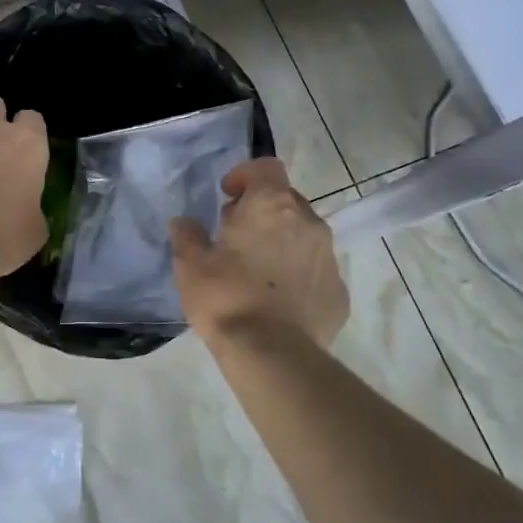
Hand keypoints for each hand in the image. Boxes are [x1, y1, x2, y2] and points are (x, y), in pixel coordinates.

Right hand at [171, 158, 348, 347]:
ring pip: (304, 236)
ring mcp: (329, 258)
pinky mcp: (339, 292)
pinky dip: (298, 276)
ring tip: (257, 272)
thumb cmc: (226, 297)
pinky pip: (316, 271)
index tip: (227, 197)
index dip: (245, 176)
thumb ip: (187, 236)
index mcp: (272, 206)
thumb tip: (184, 223)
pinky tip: (277, 301)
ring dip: (282, 243)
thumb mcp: (190, 264)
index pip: (266, 167)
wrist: (271, 355)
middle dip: (262, 212)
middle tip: (235, 237)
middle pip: (286, 200)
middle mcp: (308, 222)